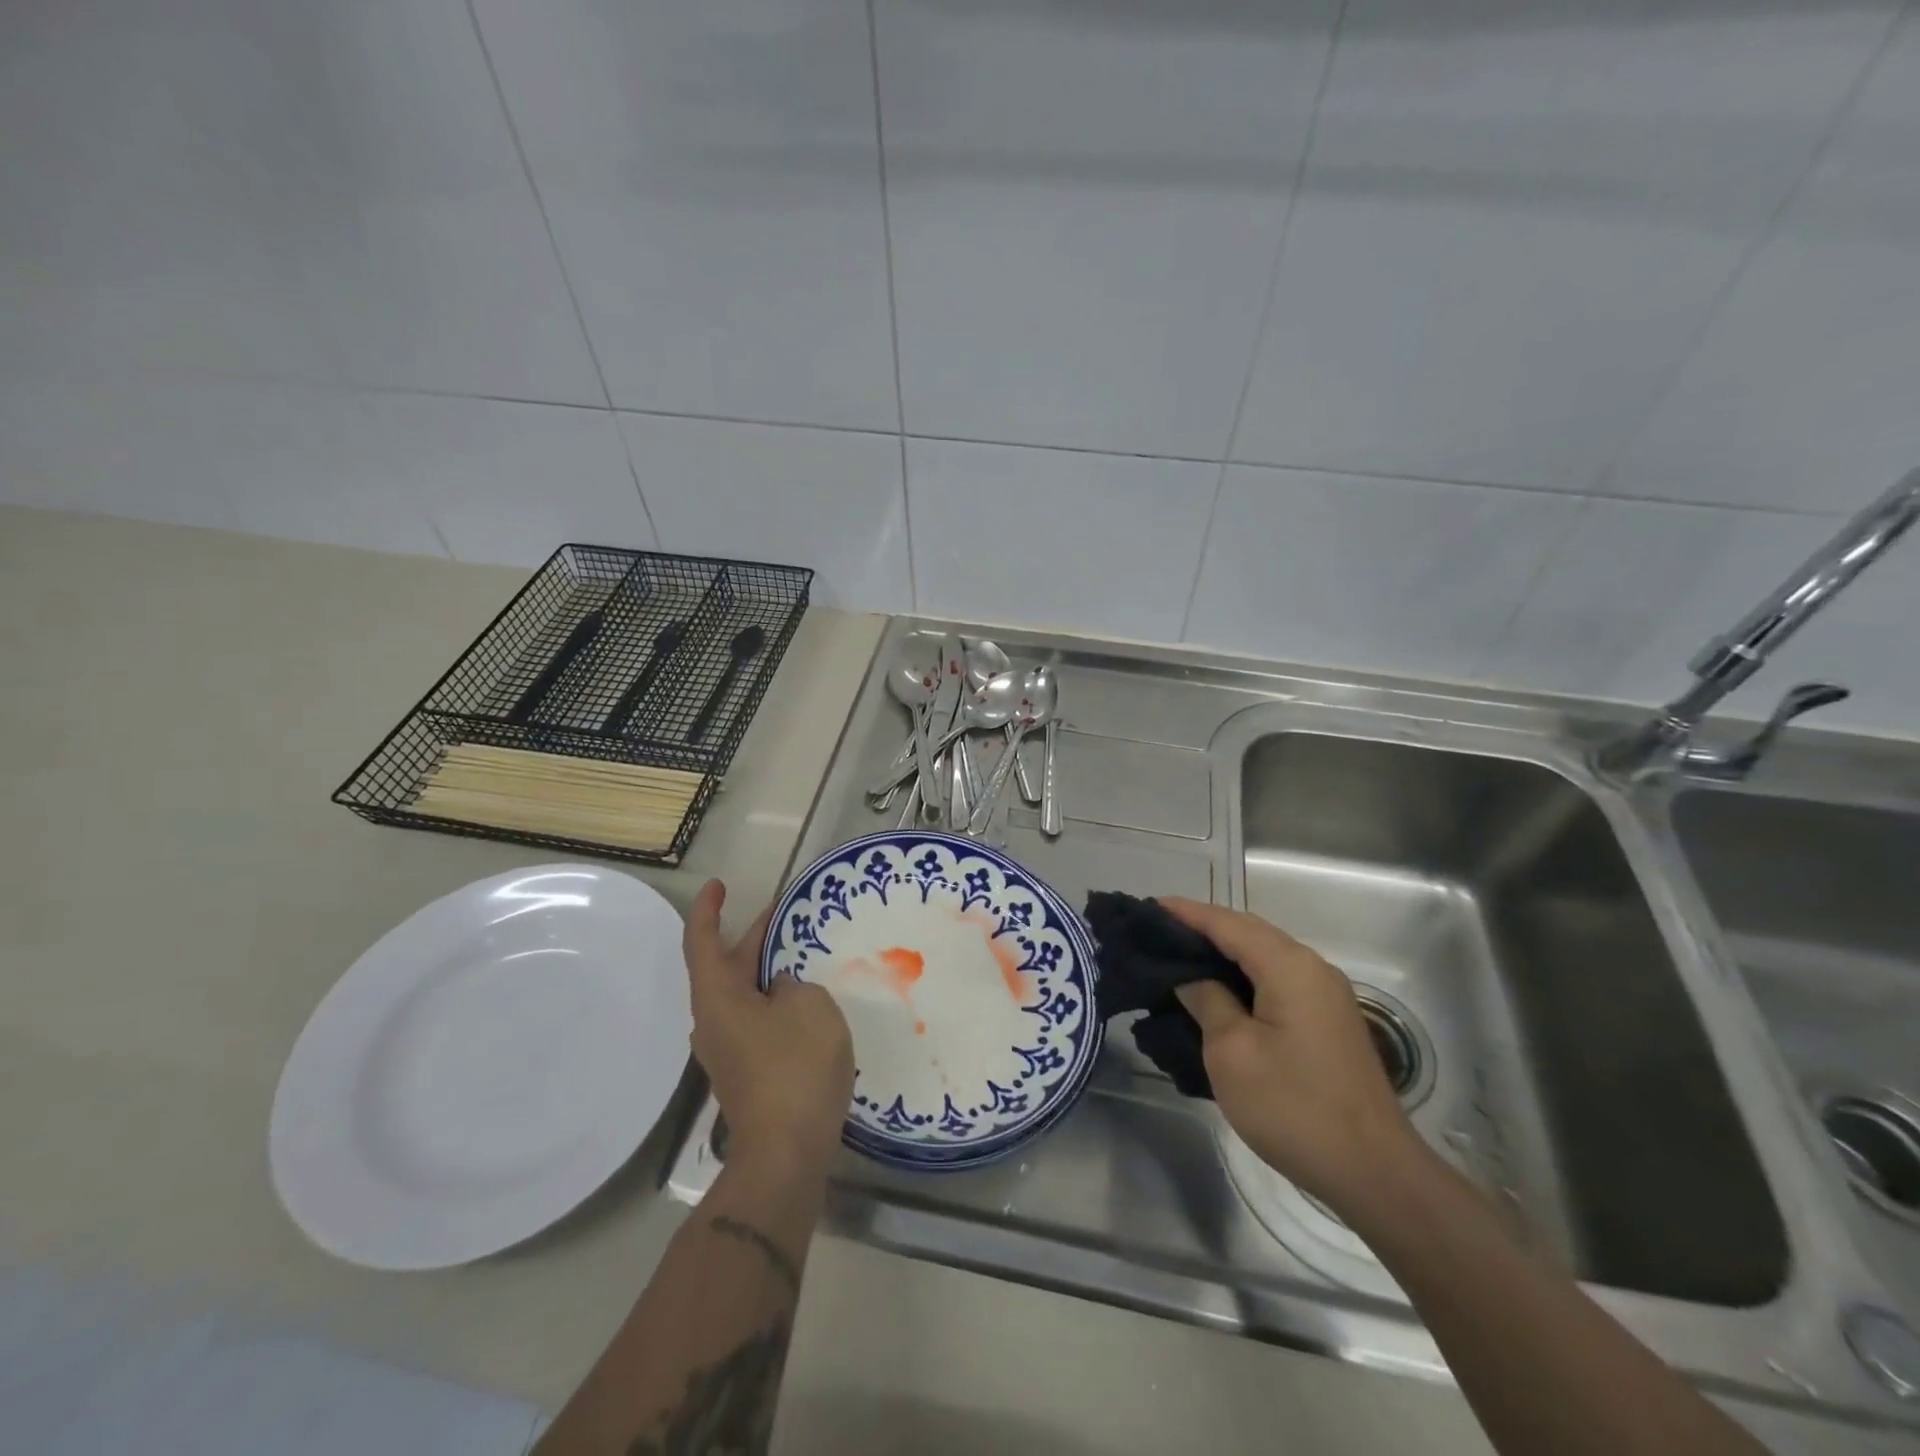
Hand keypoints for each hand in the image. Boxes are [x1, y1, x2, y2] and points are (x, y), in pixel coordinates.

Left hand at [684, 879, 853, 1167]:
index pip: (703, 942)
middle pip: (725, 967)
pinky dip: (774, 999)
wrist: (786, 1153)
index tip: (718, 885)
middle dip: (752, 937)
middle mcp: (713, 1021)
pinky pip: (756, 1019)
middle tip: (784, 913)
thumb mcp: (809, 1006)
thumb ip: (794, 984)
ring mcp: (728, 1050)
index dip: (708, 910)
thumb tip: (782, 990)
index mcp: (718, 998)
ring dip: (766, 969)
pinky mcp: (747, 1071)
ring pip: (743, 994)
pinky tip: (806, 999)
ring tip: (801, 951)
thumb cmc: (795, 1067)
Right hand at [1159, 897, 1425, 1212]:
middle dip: (1203, 927)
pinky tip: (1218, 990)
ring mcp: (1325, 995)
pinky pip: (1277, 979)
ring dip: (1223, 951)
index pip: (1227, 923)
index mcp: (1289, 966)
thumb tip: (1191, 977)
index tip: (1148, 907)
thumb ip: (1207, 1001)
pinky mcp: (1328, 1020)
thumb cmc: (1294, 1107)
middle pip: (1248, 932)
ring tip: (1179, 957)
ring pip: (1264, 955)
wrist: (1374, 1173)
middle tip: (1157, 932)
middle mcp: (1312, 968)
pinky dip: (1243, 974)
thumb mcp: (1232, 1053)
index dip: (1186, 913)